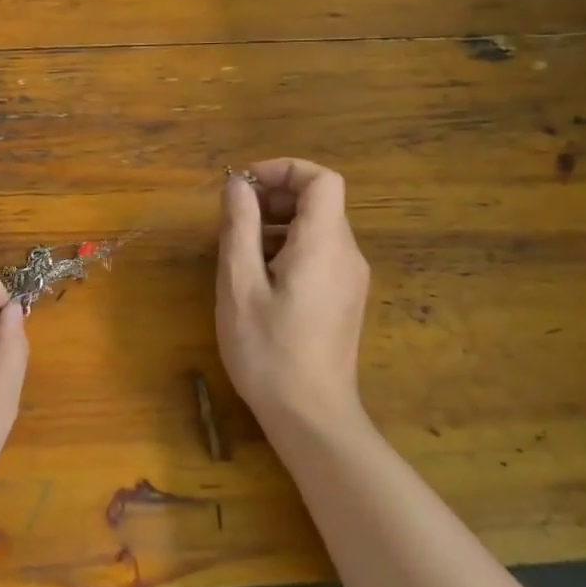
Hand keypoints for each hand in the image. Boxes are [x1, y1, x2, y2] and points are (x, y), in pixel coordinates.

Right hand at [217, 159, 371, 435]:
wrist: (312, 416)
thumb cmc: (269, 351)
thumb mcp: (239, 285)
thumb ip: (239, 227)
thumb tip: (237, 184)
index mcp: (324, 244)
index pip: (323, 179)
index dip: (284, 170)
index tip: (245, 185)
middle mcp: (347, 253)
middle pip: (320, 201)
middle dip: (275, 197)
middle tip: (235, 219)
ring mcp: (351, 278)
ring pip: (318, 228)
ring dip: (279, 224)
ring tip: (240, 250)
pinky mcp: (345, 298)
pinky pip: (320, 253)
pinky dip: (290, 247)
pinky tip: (260, 278)